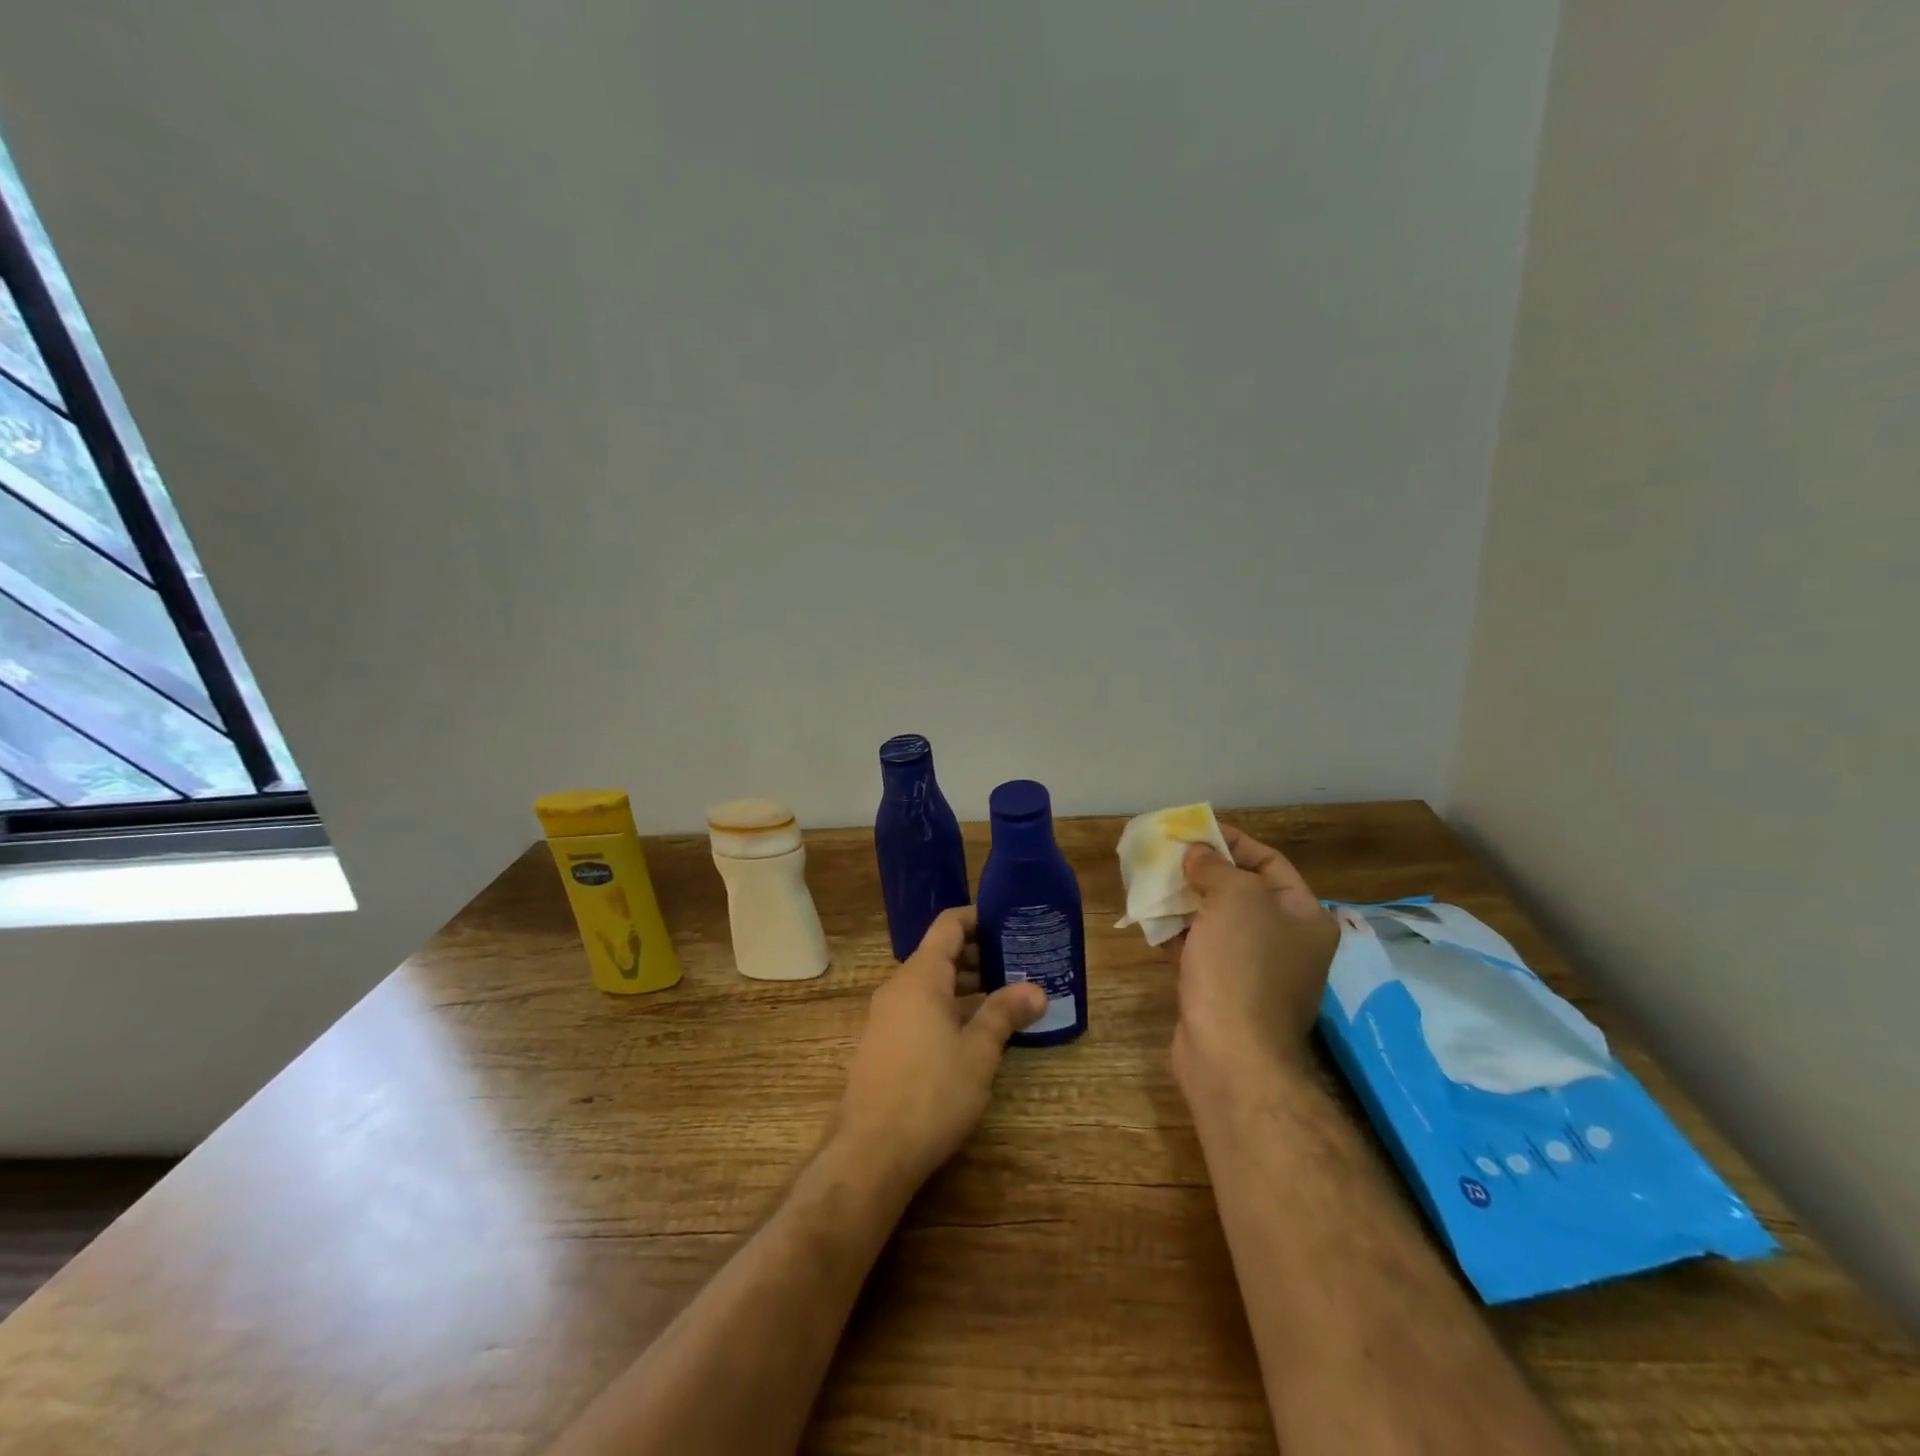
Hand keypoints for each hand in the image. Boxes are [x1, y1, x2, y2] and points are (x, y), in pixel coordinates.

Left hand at [837, 907, 1046, 1190]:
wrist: (871, 1152)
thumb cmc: (931, 1092)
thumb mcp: (977, 1052)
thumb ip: (1004, 1014)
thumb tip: (1037, 989)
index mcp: (920, 976)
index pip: (948, 925)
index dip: (979, 918)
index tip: (1010, 922)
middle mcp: (899, 987)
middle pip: (940, 954)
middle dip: (979, 955)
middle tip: (1020, 964)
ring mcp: (887, 1016)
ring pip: (931, 985)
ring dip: (966, 985)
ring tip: (1006, 997)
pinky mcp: (883, 1044)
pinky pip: (920, 1009)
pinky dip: (948, 1008)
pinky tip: (975, 1033)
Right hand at [1172, 826, 1339, 1087]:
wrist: (1230, 1055)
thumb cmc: (1241, 966)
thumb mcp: (1234, 898)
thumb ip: (1214, 866)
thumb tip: (1197, 854)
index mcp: (1305, 916)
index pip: (1269, 861)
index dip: (1232, 841)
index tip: (1194, 830)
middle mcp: (1287, 941)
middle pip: (1242, 890)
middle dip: (1203, 870)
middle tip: (1168, 855)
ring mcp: (1256, 969)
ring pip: (1217, 921)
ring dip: (1186, 900)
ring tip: (1152, 882)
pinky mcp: (1224, 991)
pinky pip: (1201, 949)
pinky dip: (1178, 933)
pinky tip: (1151, 921)